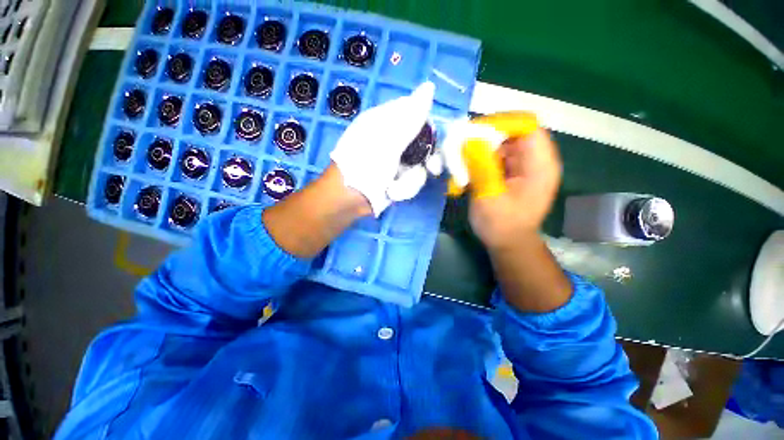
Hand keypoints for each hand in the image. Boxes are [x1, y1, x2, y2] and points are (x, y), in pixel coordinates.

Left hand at [330, 81, 434, 215]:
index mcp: (387, 121)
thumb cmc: (365, 165)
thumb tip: (429, 86)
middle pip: (423, 142)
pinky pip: (412, 181)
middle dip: (427, 158)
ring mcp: (396, 161)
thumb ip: (411, 116)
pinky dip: (404, 189)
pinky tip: (392, 193)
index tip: (433, 139)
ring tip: (395, 186)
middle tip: (432, 167)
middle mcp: (394, 139)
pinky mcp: (397, 179)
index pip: (417, 114)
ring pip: (420, 165)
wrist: (349, 199)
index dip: (428, 126)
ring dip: (410, 179)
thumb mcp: (389, 139)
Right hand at [469, 128, 561, 249]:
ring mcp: (526, 166)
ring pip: (504, 143)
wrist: (509, 243)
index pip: (527, 126)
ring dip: (482, 148)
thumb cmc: (501, 226)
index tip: (474, 133)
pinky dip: (483, 158)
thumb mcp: (489, 196)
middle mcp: (537, 160)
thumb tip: (469, 138)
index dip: (501, 123)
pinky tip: (470, 168)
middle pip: (514, 132)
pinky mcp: (515, 172)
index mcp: (540, 165)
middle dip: (487, 136)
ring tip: (464, 159)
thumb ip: (481, 166)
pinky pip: (499, 155)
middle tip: (463, 147)